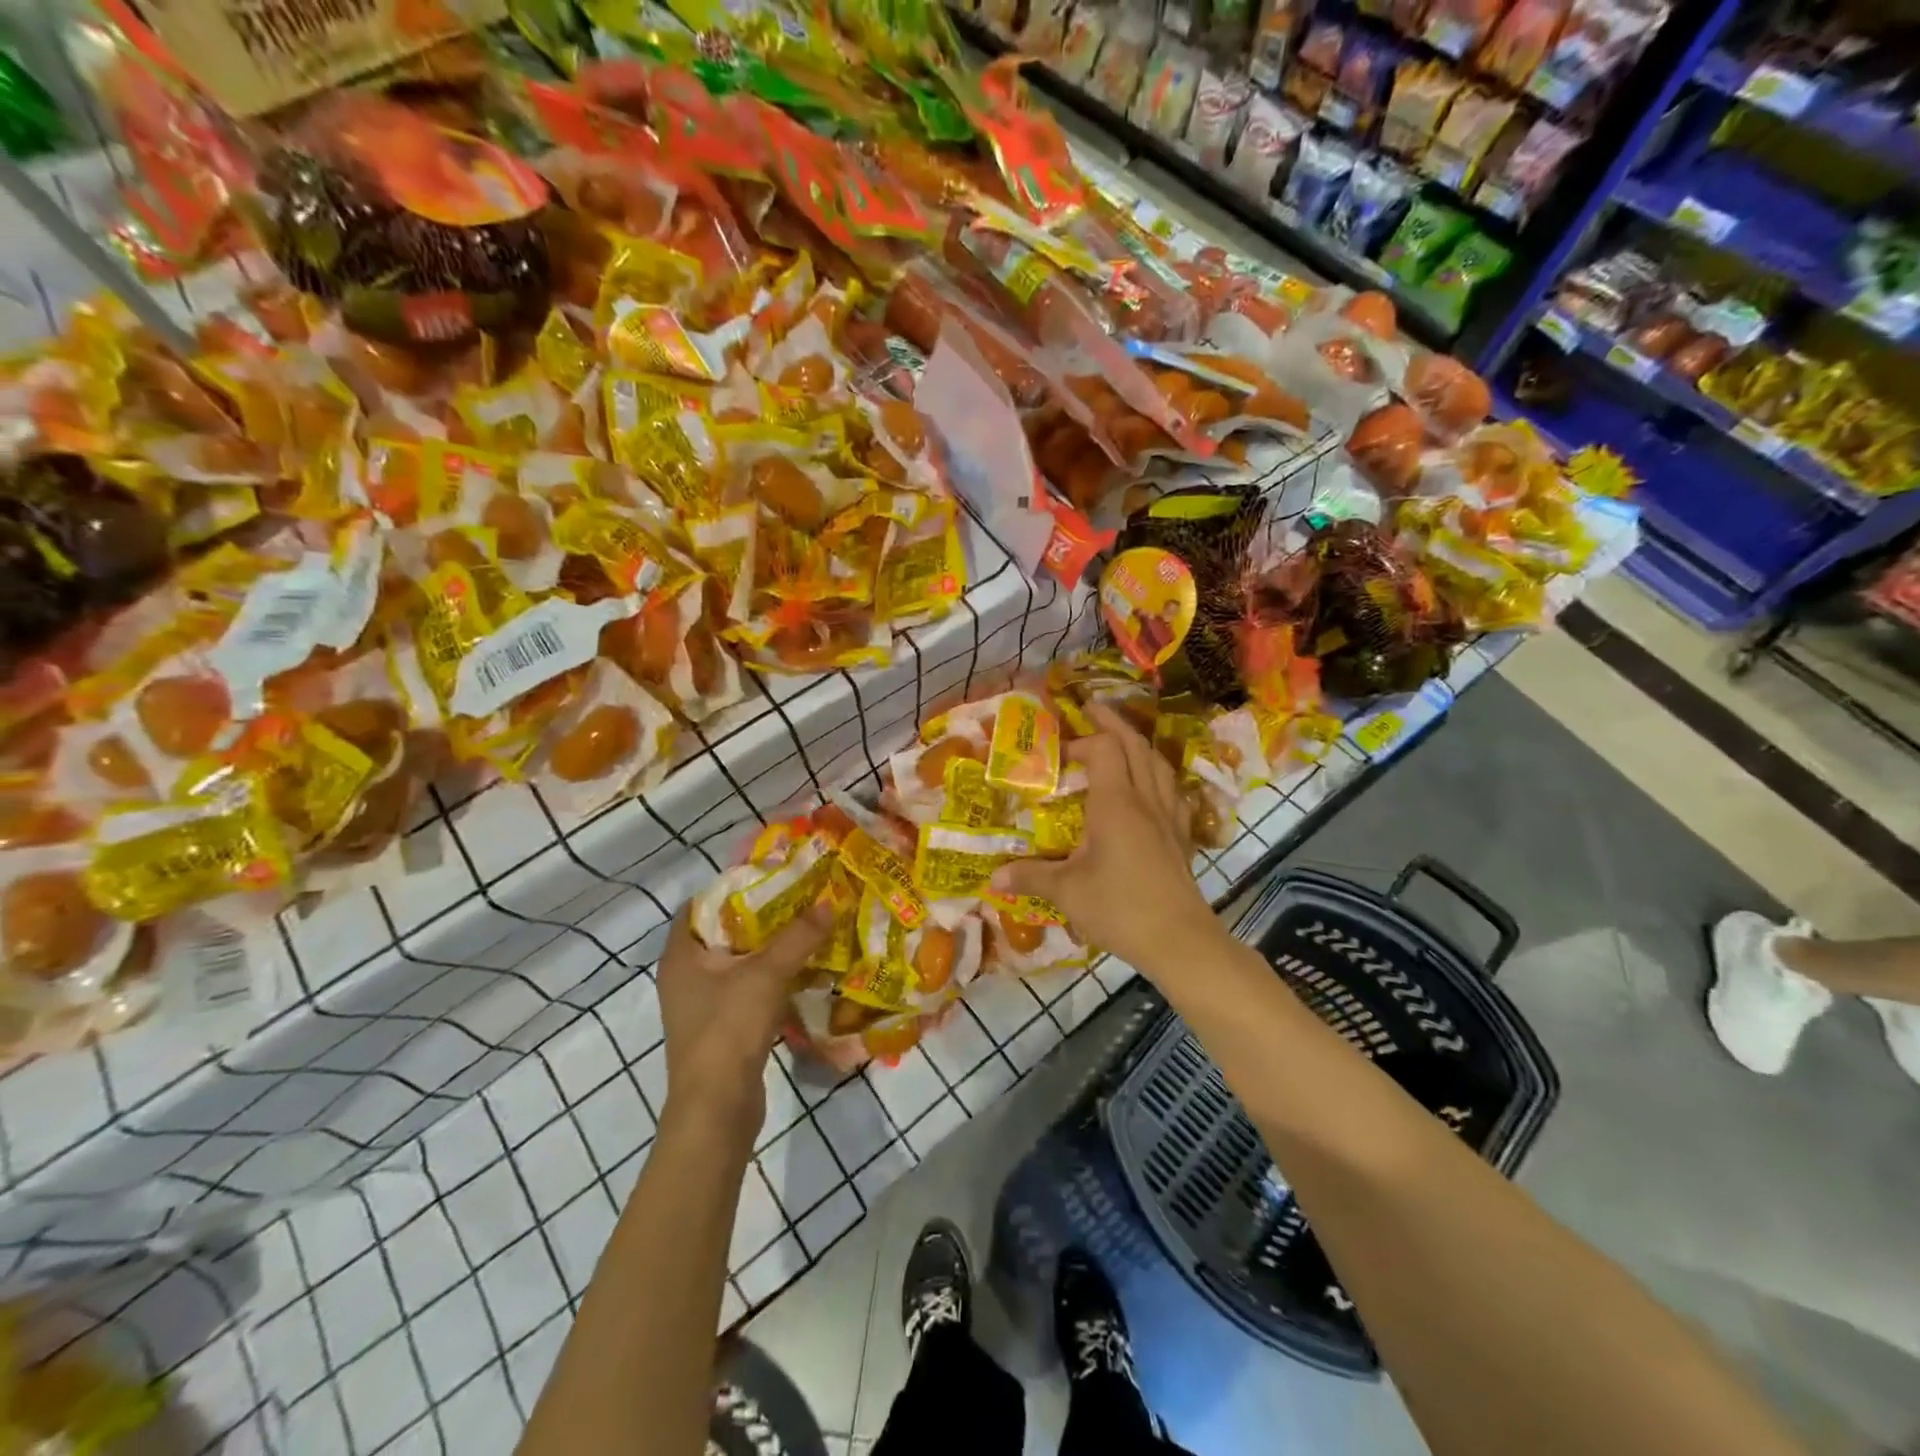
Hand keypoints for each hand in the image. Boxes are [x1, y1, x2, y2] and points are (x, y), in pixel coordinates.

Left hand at [657, 905, 829, 1137]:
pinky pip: (746, 989)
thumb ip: (799, 936)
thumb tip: (829, 901)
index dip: (731, 886)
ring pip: (737, 962)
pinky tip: (802, 969)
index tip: (769, 876)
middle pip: (722, 932)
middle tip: (798, 897)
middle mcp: (684, 976)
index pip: (698, 905)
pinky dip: (770, 976)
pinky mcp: (721, 1028)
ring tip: (806, 927)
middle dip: (759, 915)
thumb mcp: (767, 974)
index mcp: (680, 955)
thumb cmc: (728, 1029)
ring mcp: (701, 1005)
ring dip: (768, 948)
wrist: (716, 1109)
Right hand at [990, 704, 1221, 975]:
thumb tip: (994, 876)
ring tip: (1122, 739)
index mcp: (1116, 803)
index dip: (1082, 741)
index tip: (1058, 751)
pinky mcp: (1181, 836)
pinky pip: (1172, 789)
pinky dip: (1158, 773)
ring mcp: (1169, 816)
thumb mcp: (1066, 892)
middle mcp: (1145, 799)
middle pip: (1135, 745)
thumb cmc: (1119, 907)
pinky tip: (1152, 784)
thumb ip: (1030, 876)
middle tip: (1093, 709)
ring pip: (1158, 763)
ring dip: (1138, 744)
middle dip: (1113, 723)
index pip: (1104, 749)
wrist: (1178, 939)